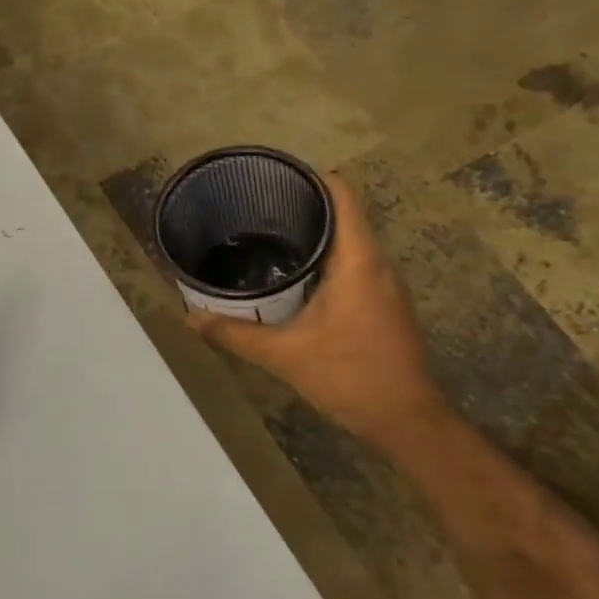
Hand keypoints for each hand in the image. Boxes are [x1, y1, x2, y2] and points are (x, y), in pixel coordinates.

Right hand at [186, 173, 452, 449]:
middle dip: (304, 205)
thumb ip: (235, 334)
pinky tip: (293, 277)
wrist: (408, 421)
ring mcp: (385, 285)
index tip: (275, 176)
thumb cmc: (350, 376)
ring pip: (350, 241)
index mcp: (358, 262)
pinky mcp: (384, 304)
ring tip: (267, 236)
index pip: (343, 195)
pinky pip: (354, 264)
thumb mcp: (284, 355)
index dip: (312, 177)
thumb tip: (190, 318)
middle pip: (345, 214)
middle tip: (256, 208)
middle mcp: (377, 264)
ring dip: (315, 234)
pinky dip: (325, 258)